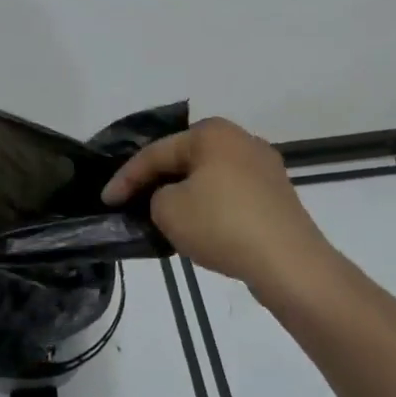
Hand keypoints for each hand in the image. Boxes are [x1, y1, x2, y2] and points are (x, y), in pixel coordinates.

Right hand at [101, 118, 332, 292]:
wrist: (289, 264)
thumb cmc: (222, 225)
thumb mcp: (168, 210)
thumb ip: (155, 196)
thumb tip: (171, 199)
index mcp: (212, 132)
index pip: (156, 153)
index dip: (126, 178)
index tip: (106, 200)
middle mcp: (240, 139)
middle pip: (184, 160)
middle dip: (157, 182)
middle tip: (131, 203)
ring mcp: (264, 167)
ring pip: (208, 178)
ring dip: (184, 195)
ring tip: (162, 217)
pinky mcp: (277, 195)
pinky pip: (231, 195)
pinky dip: (210, 207)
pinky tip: (199, 227)